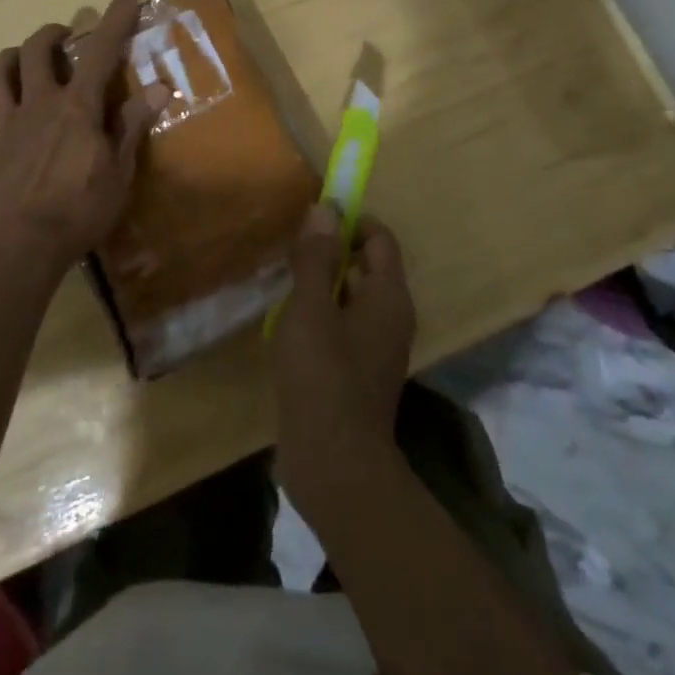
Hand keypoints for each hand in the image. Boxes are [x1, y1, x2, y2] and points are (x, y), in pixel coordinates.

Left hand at [0, 0, 155, 278]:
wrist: (23, 245)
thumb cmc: (80, 210)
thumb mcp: (119, 172)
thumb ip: (132, 125)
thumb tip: (159, 89)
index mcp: (77, 107)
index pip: (99, 51)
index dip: (115, 19)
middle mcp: (41, 103)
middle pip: (37, 49)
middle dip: (55, 32)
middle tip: (70, 36)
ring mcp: (13, 121)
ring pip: (1, 69)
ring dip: (18, 53)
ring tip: (33, 57)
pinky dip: (10, 89)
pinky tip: (26, 107)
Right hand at [270, 206, 416, 508]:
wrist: (334, 466)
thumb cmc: (322, 376)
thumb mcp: (311, 309)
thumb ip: (315, 257)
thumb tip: (325, 208)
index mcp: (388, 297)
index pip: (379, 239)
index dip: (350, 221)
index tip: (312, 220)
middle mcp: (391, 318)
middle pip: (366, 267)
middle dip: (331, 252)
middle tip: (291, 250)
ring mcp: (376, 348)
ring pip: (352, 298)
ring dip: (322, 285)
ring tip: (283, 283)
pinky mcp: (358, 373)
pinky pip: (343, 327)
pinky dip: (322, 316)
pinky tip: (289, 325)